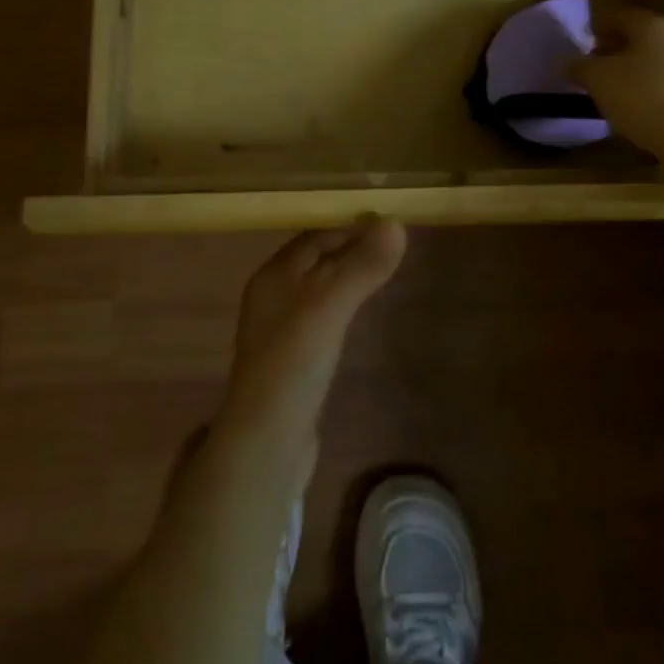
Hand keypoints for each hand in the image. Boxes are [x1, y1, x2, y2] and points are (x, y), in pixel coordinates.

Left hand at [219, 216, 406, 447]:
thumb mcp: (330, 308)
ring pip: (317, 290)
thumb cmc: (294, 363)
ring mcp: (280, 332)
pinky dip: (341, 307)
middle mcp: (271, 297)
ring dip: (344, 276)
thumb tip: (396, 223)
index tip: (384, 219)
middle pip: (313, 261)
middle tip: (390, 242)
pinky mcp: (292, 362)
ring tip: (381, 270)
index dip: (346, 225)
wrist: (267, 444)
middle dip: (347, 248)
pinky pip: (320, 319)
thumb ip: (361, 267)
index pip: (313, 236)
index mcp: (273, 276)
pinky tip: (358, 314)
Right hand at [568, 10, 663, 159]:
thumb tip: (568, 62)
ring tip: (614, 96)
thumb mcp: (598, 80)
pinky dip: (653, 93)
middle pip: (639, 39)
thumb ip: (579, 66)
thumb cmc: (645, 99)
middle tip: (594, 72)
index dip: (596, 30)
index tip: (581, 47)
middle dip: (615, 53)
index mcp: (654, 25)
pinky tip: (641, 113)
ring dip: (634, 74)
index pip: (618, 17)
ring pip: (656, 63)